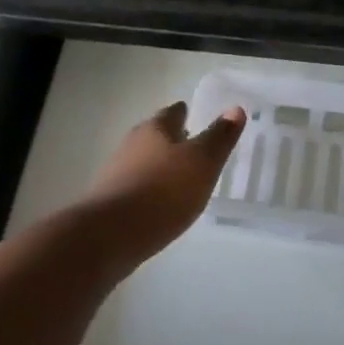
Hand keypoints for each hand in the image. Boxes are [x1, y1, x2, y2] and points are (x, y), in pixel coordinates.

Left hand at [75, 101, 245, 268]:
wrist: (109, 236)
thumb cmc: (163, 192)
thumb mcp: (203, 162)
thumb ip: (219, 137)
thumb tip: (235, 108)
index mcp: (155, 129)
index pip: (173, 112)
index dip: (186, 113)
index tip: (194, 117)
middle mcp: (132, 143)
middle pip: (155, 135)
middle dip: (171, 140)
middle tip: (191, 147)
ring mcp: (116, 172)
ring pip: (143, 161)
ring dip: (159, 166)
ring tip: (178, 178)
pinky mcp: (108, 200)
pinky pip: (134, 187)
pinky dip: (148, 190)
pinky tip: (158, 205)